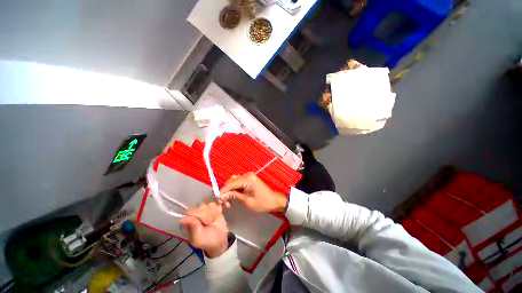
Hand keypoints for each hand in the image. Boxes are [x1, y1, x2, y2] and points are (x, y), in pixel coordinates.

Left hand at [179, 202, 228, 257]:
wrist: (220, 239)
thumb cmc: (207, 240)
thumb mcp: (198, 237)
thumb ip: (193, 226)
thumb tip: (182, 218)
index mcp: (188, 222)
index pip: (191, 212)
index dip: (198, 215)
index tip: (204, 223)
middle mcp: (195, 214)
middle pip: (200, 207)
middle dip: (206, 216)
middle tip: (209, 224)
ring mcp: (203, 210)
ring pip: (207, 205)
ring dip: (212, 213)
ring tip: (212, 221)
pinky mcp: (212, 208)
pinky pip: (213, 204)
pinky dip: (216, 210)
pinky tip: (216, 216)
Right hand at [220, 172, 287, 212]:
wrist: (274, 200)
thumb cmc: (262, 203)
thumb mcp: (247, 201)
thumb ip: (234, 196)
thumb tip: (222, 196)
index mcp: (247, 179)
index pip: (231, 183)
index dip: (223, 191)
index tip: (218, 200)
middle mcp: (247, 175)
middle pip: (231, 180)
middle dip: (226, 191)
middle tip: (224, 202)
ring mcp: (249, 176)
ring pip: (234, 181)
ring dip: (230, 190)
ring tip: (228, 201)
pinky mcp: (250, 179)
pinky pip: (239, 182)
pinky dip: (235, 188)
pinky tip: (234, 196)